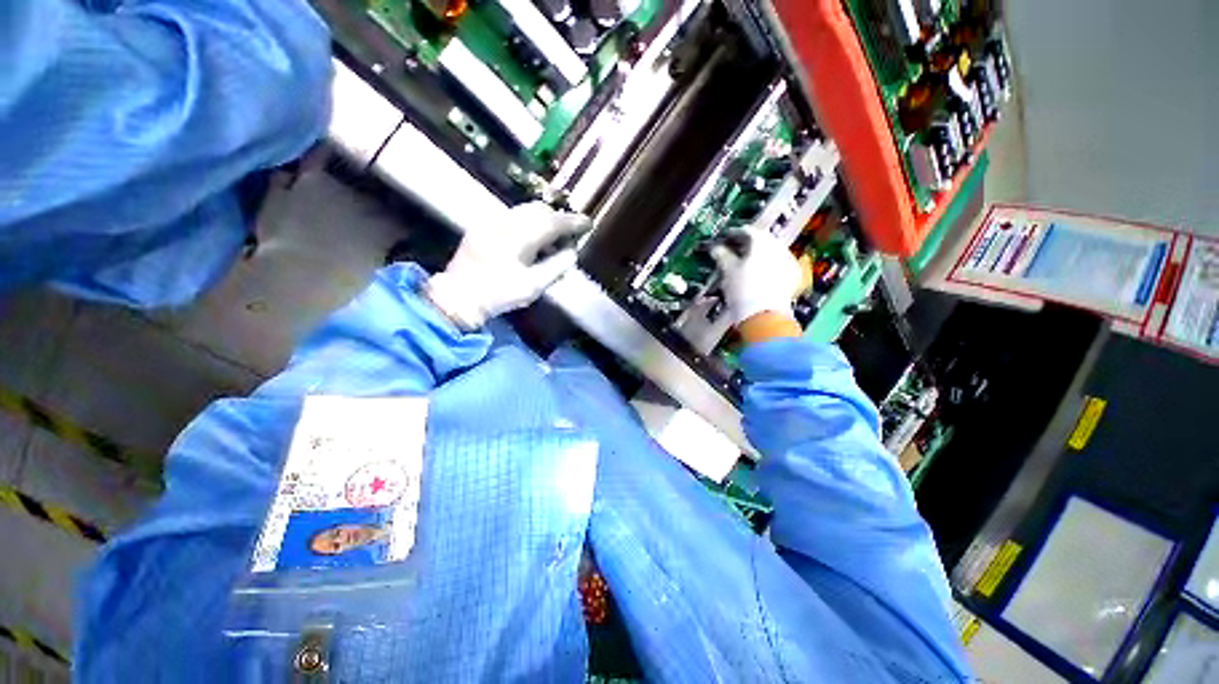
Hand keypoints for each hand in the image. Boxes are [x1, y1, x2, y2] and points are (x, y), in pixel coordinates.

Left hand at [424, 202, 590, 329]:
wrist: (459, 296)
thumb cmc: (499, 294)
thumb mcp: (533, 286)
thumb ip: (557, 267)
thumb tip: (572, 252)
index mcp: (518, 237)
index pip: (553, 222)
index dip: (573, 222)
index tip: (588, 223)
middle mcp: (505, 222)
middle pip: (539, 210)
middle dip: (558, 219)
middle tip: (570, 235)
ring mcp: (491, 221)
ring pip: (525, 210)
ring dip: (543, 221)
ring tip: (551, 241)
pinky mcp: (483, 225)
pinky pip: (512, 216)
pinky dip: (528, 223)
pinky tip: (530, 241)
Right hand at [710, 226, 802, 329]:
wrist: (763, 316)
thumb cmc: (742, 289)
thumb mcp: (727, 271)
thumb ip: (722, 255)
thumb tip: (715, 248)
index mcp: (762, 242)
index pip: (746, 230)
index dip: (733, 234)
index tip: (724, 240)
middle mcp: (778, 247)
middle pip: (761, 240)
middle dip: (747, 244)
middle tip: (733, 251)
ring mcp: (789, 261)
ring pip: (771, 251)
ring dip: (758, 255)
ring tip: (744, 264)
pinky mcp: (793, 276)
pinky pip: (778, 264)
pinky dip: (768, 265)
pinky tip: (758, 274)